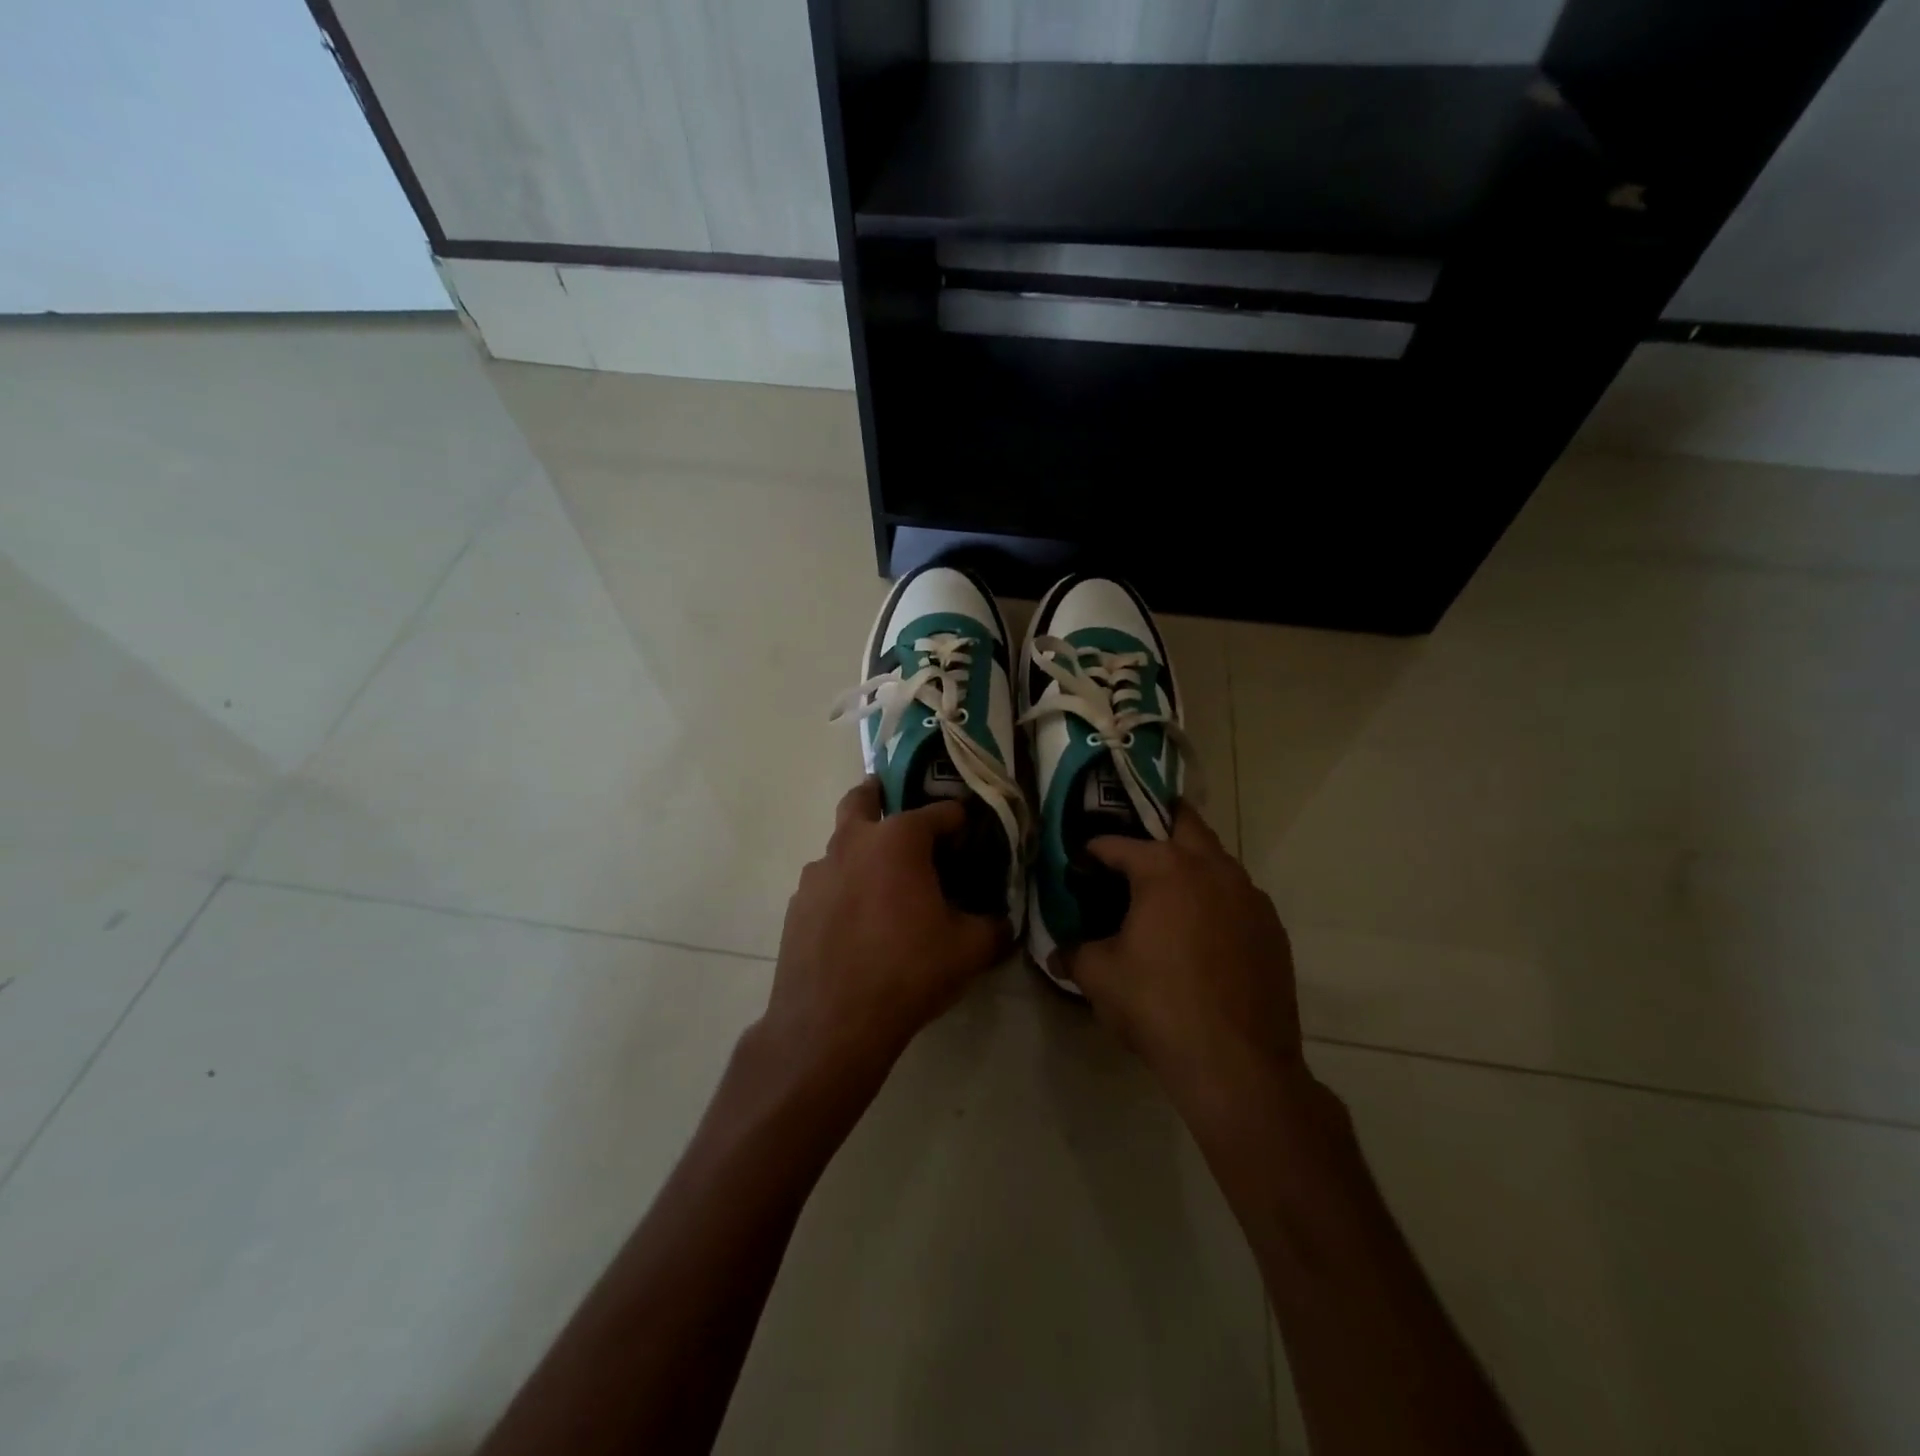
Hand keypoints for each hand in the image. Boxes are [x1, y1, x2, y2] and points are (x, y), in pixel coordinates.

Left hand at [761, 779, 1011, 1086]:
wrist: (830, 1024)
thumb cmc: (907, 972)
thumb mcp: (970, 950)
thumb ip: (995, 925)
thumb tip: (1003, 920)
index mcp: (899, 840)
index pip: (941, 812)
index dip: (962, 823)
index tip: (973, 839)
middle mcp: (853, 843)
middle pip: (863, 798)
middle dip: (881, 794)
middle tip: (896, 805)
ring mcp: (818, 873)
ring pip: (841, 844)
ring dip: (862, 850)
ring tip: (883, 885)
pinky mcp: (796, 905)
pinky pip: (827, 883)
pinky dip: (844, 888)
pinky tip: (857, 922)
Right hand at [1060, 808, 1307, 1106]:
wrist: (1237, 1064)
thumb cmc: (1158, 1006)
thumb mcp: (1099, 977)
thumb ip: (1074, 953)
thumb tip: (1057, 952)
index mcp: (1165, 869)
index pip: (1118, 844)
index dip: (1093, 850)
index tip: (1079, 860)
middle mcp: (1212, 868)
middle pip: (1184, 823)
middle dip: (1157, 822)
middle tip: (1134, 842)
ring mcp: (1249, 896)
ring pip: (1217, 859)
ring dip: (1191, 862)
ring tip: (1166, 890)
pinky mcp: (1272, 928)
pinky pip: (1238, 896)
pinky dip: (1216, 898)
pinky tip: (1201, 930)